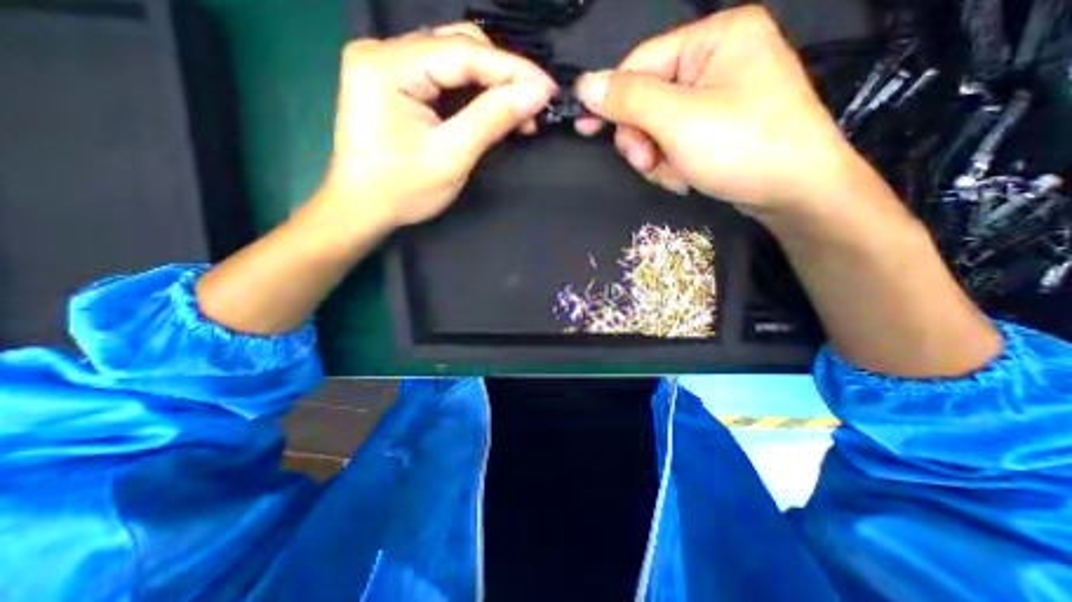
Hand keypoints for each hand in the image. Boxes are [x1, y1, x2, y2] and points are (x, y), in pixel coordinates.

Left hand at [320, 24, 557, 229]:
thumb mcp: (451, 158)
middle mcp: (383, 51)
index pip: (462, 52)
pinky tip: (494, 110)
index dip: (512, 68)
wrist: (363, 209)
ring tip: (520, 112)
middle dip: (503, 75)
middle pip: (458, 46)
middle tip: (535, 105)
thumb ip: (492, 120)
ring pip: (455, 60)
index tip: (548, 89)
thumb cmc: (402, 191)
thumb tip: (536, 94)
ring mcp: (387, 64)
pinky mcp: (396, 82)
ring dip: (491, 84)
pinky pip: (445, 76)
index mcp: (387, 66)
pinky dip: (474, 93)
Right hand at [579, 4, 858, 215]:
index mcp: (715, 38)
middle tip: (647, 162)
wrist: (794, 193)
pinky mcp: (717, 127)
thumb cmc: (742, 148)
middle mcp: (717, 61)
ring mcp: (718, 97)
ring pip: (658, 127)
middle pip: (648, 99)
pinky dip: (673, 164)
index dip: (611, 99)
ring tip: (675, 174)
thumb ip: (629, 100)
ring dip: (657, 157)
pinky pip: (675, 142)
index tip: (585, 128)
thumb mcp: (679, 121)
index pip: (642, 63)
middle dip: (642, 138)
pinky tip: (687, 177)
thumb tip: (585, 86)